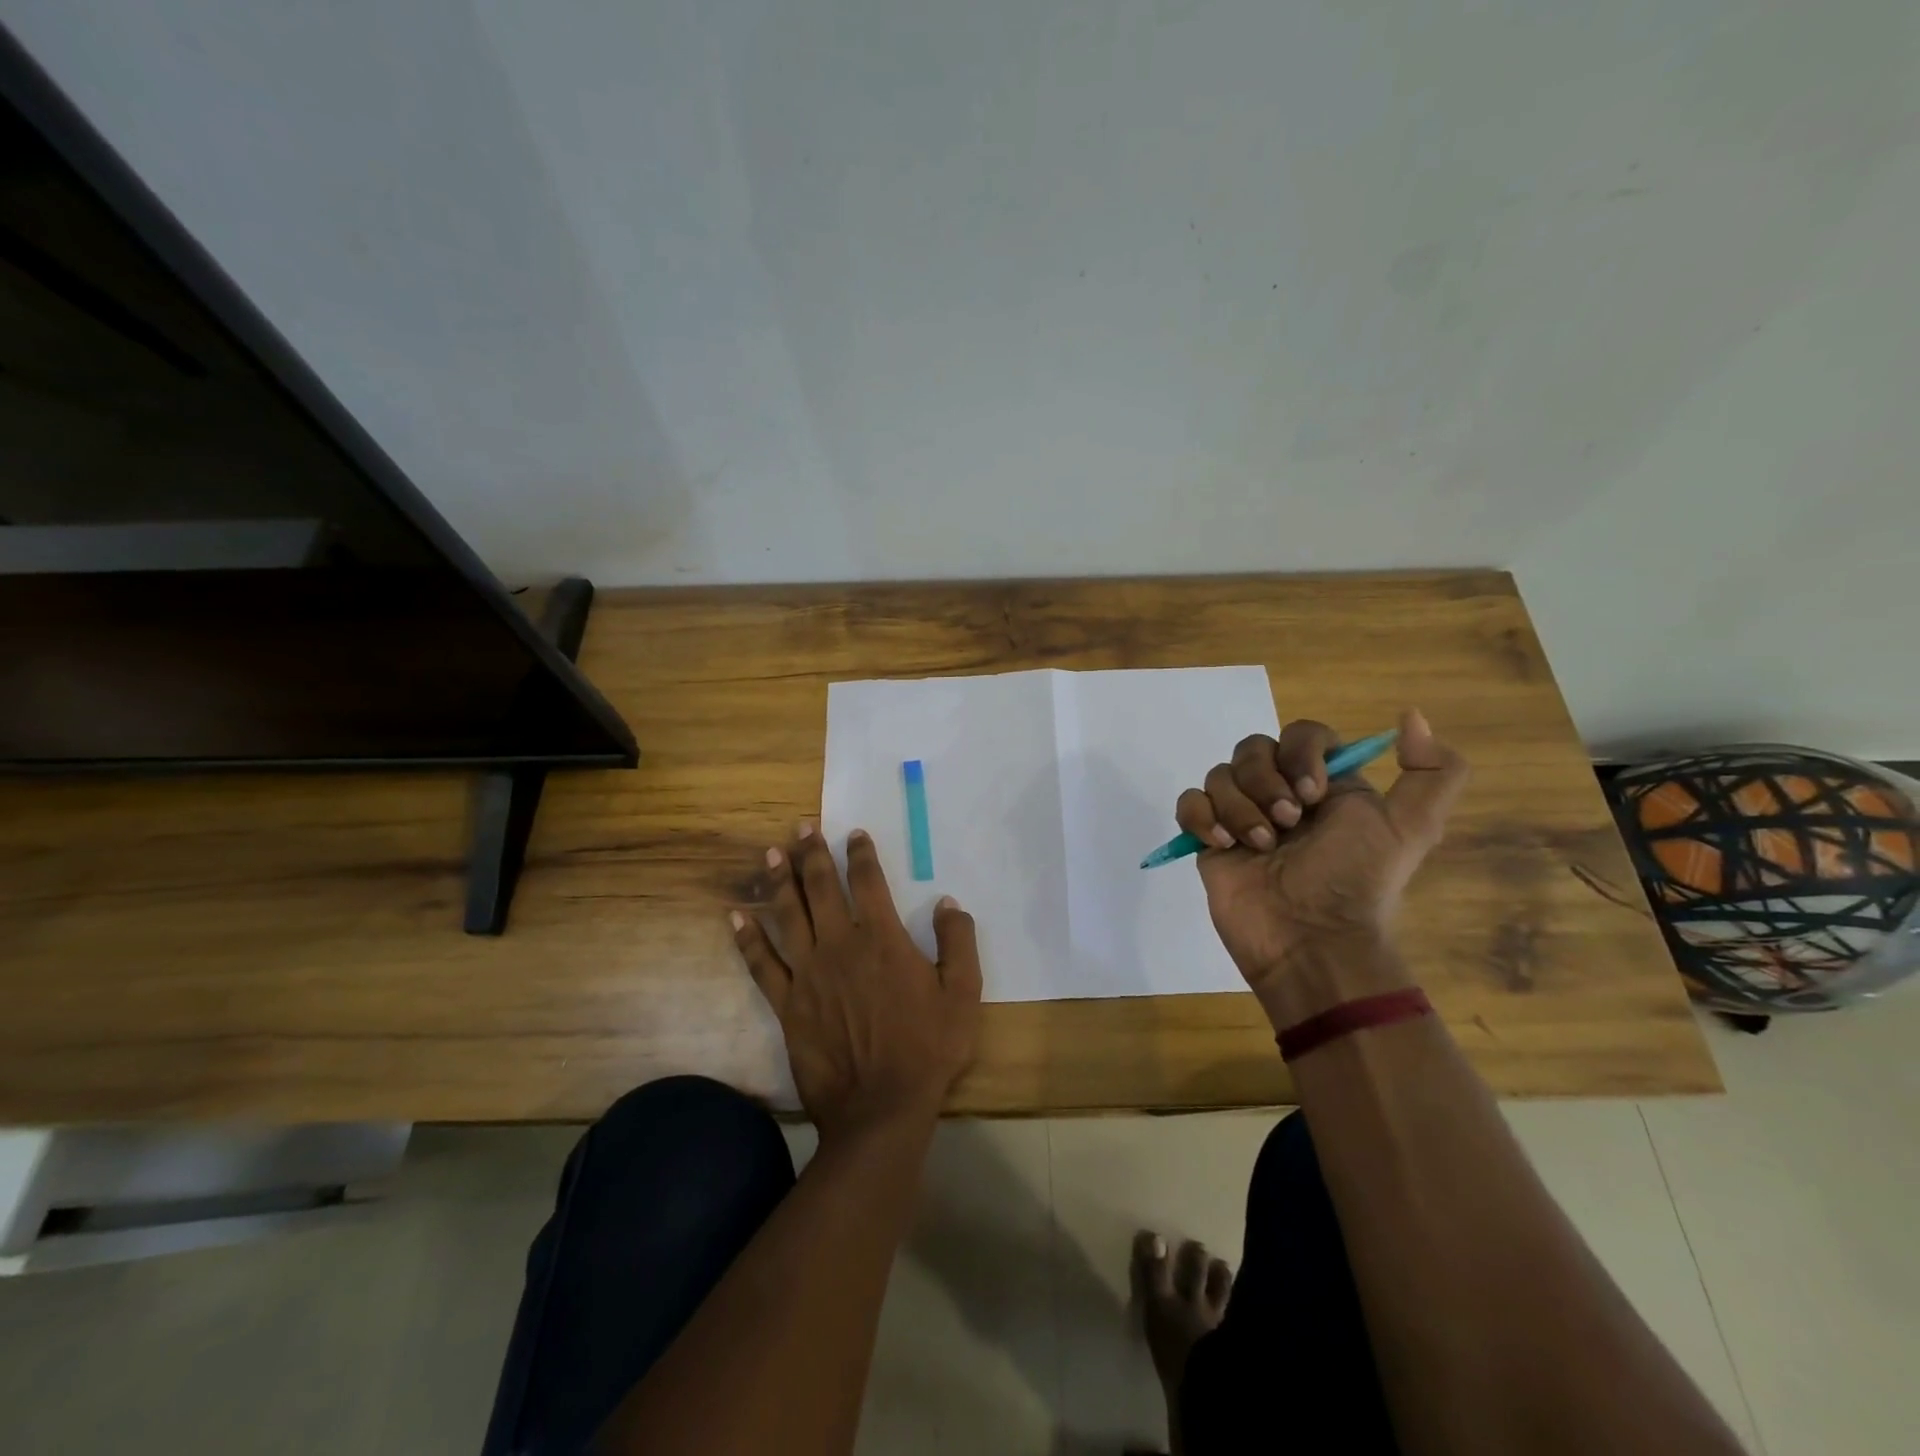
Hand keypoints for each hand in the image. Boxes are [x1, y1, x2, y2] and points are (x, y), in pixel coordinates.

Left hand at [732, 824, 982, 1140]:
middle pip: (822, 888)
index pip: (868, 881)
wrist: (881, 1108)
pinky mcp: (788, 1004)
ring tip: (770, 853)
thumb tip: (947, 901)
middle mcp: (840, 945)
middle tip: (801, 827)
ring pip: (788, 915)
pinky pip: (762, 964)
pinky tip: (737, 916)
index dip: (861, 853)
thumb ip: (958, 941)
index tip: (854, 833)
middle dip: (812, 853)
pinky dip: (748, 939)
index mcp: (882, 939)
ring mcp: (808, 973)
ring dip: (779, 881)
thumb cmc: (927, 1049)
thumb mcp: (963, 993)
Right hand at [1173, 710, 1467, 1017]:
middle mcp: (1280, 793)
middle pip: (1252, 748)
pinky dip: (1202, 818)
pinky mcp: (1210, 840)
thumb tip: (1410, 716)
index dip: (1301, 753)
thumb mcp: (1412, 828)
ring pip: (1219, 775)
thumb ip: (1434, 771)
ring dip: (1238, 808)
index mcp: (1325, 784)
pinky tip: (1224, 847)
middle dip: (1264, 782)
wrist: (1310, 941)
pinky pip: (1189, 803)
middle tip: (1286, 824)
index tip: (1312, 792)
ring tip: (1259, 847)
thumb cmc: (1355, 881)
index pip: (1302, 734)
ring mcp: (1240, 816)